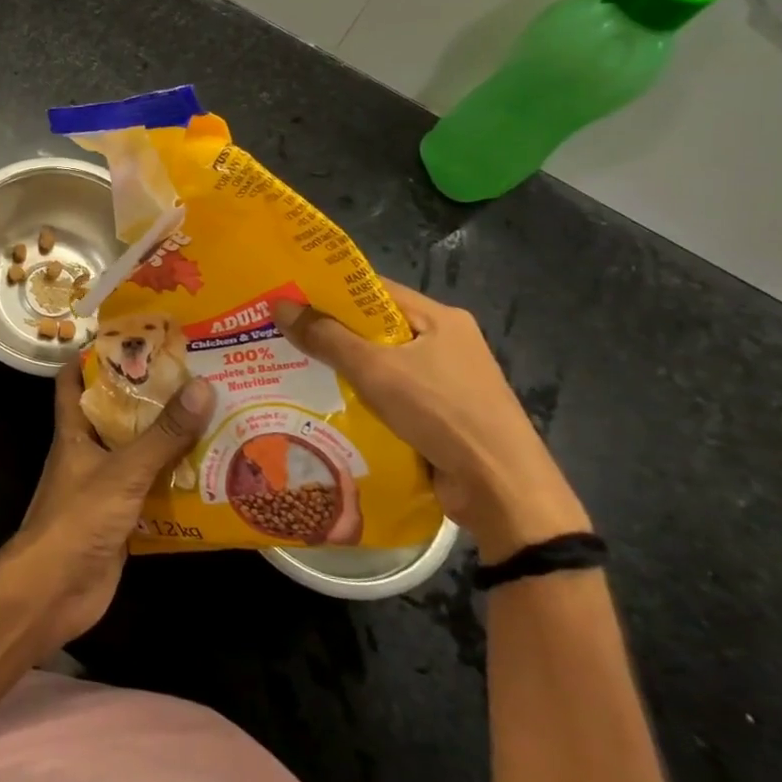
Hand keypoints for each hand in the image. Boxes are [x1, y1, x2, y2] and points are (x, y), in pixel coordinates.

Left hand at [0, 361, 212, 657]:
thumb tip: (202, 386)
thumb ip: (163, 435)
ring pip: (139, 453)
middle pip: (117, 414)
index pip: (73, 380)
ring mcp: (105, 487)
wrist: (55, 593)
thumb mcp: (123, 471)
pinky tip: (212, 475)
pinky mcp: (122, 519)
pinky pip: (153, 491)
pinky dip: (176, 483)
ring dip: (169, 441)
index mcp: (75, 430)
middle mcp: (88, 452)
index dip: (93, 355)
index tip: (131, 335)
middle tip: (193, 374)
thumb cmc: (78, 519)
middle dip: (150, 396)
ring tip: (213, 416)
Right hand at [271, 283, 588, 561]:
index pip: (375, 290)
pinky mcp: (443, 418)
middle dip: (330, 334)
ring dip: (344, 371)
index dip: (331, 291)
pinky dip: (363, 400)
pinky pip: (392, 397)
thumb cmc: (442, 413)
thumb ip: (327, 337)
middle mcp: (445, 343)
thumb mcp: (376, 370)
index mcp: (440, 318)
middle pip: (376, 328)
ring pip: (382, 366)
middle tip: (281, 335)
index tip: (289, 296)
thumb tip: (279, 304)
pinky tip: (326, 407)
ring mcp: (447, 382)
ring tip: (292, 369)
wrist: (503, 491)